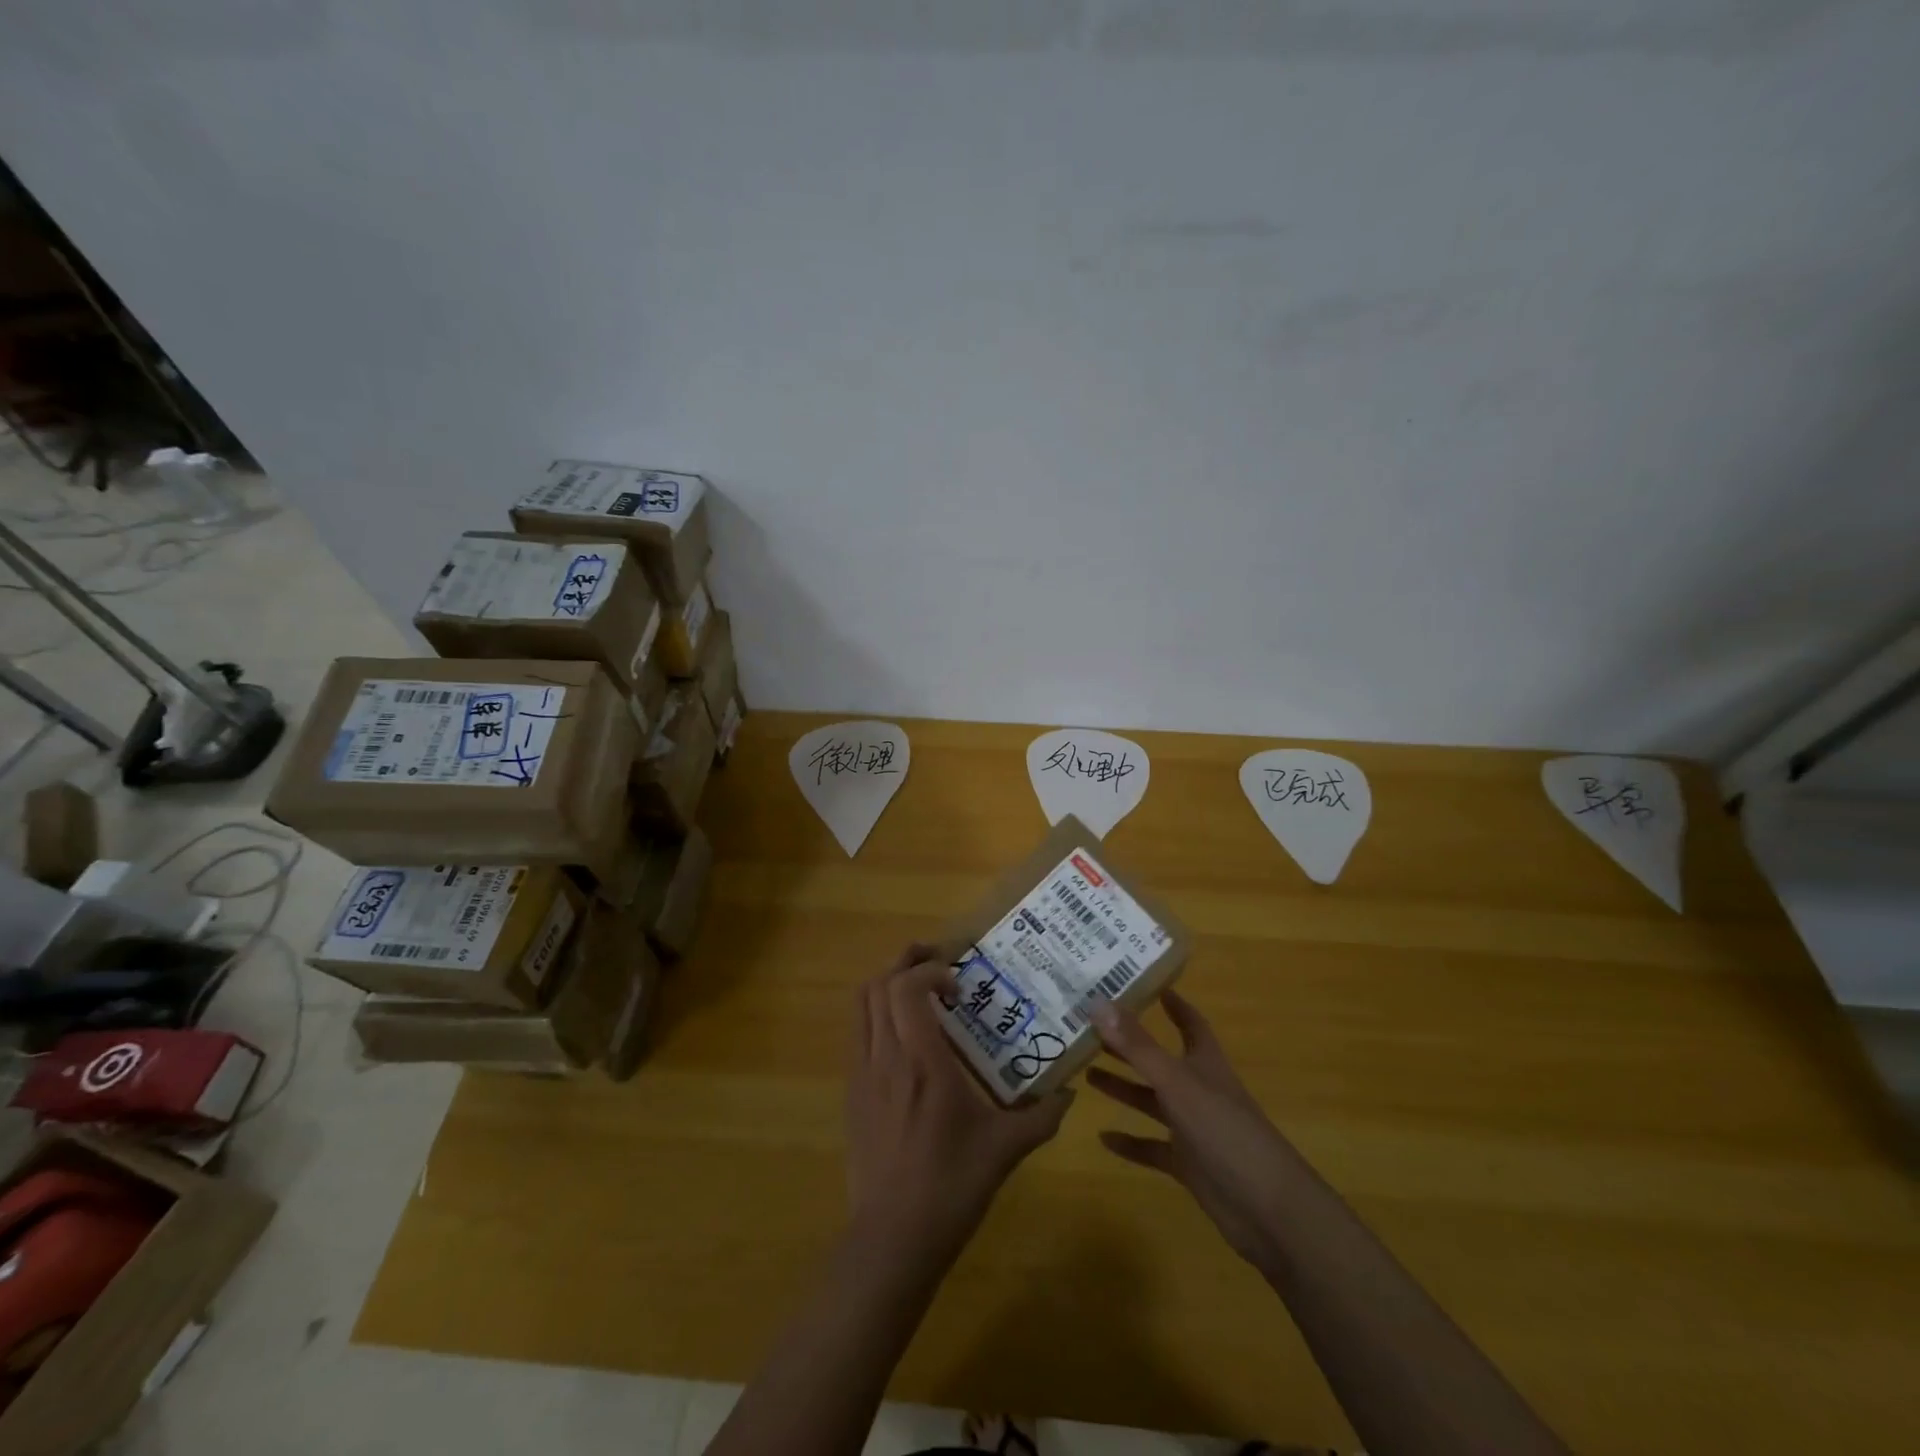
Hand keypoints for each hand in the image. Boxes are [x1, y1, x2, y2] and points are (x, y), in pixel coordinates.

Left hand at [845, 944, 1073, 1260]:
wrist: (892, 1240)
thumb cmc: (951, 1188)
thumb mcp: (1005, 1150)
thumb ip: (1041, 1116)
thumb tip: (1070, 1093)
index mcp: (922, 1063)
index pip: (907, 988)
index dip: (931, 971)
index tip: (960, 986)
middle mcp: (885, 1057)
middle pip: (878, 984)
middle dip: (906, 962)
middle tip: (937, 964)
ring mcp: (861, 1074)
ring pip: (861, 1005)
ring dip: (887, 984)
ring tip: (918, 989)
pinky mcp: (851, 1094)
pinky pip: (856, 1033)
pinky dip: (876, 1014)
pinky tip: (903, 1037)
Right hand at [1088, 990, 1296, 1274]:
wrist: (1269, 1212)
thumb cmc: (1226, 1132)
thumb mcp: (1178, 1084)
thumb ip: (1138, 1046)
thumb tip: (1098, 1002)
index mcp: (1205, 1063)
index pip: (1190, 1023)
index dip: (1172, 1004)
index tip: (1145, 983)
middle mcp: (1199, 1090)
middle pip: (1160, 1060)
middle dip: (1130, 1045)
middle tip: (1090, 1029)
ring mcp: (1194, 1129)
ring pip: (1152, 1102)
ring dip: (1124, 1089)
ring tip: (1086, 1074)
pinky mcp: (1189, 1165)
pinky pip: (1153, 1148)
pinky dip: (1130, 1143)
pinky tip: (1103, 1137)